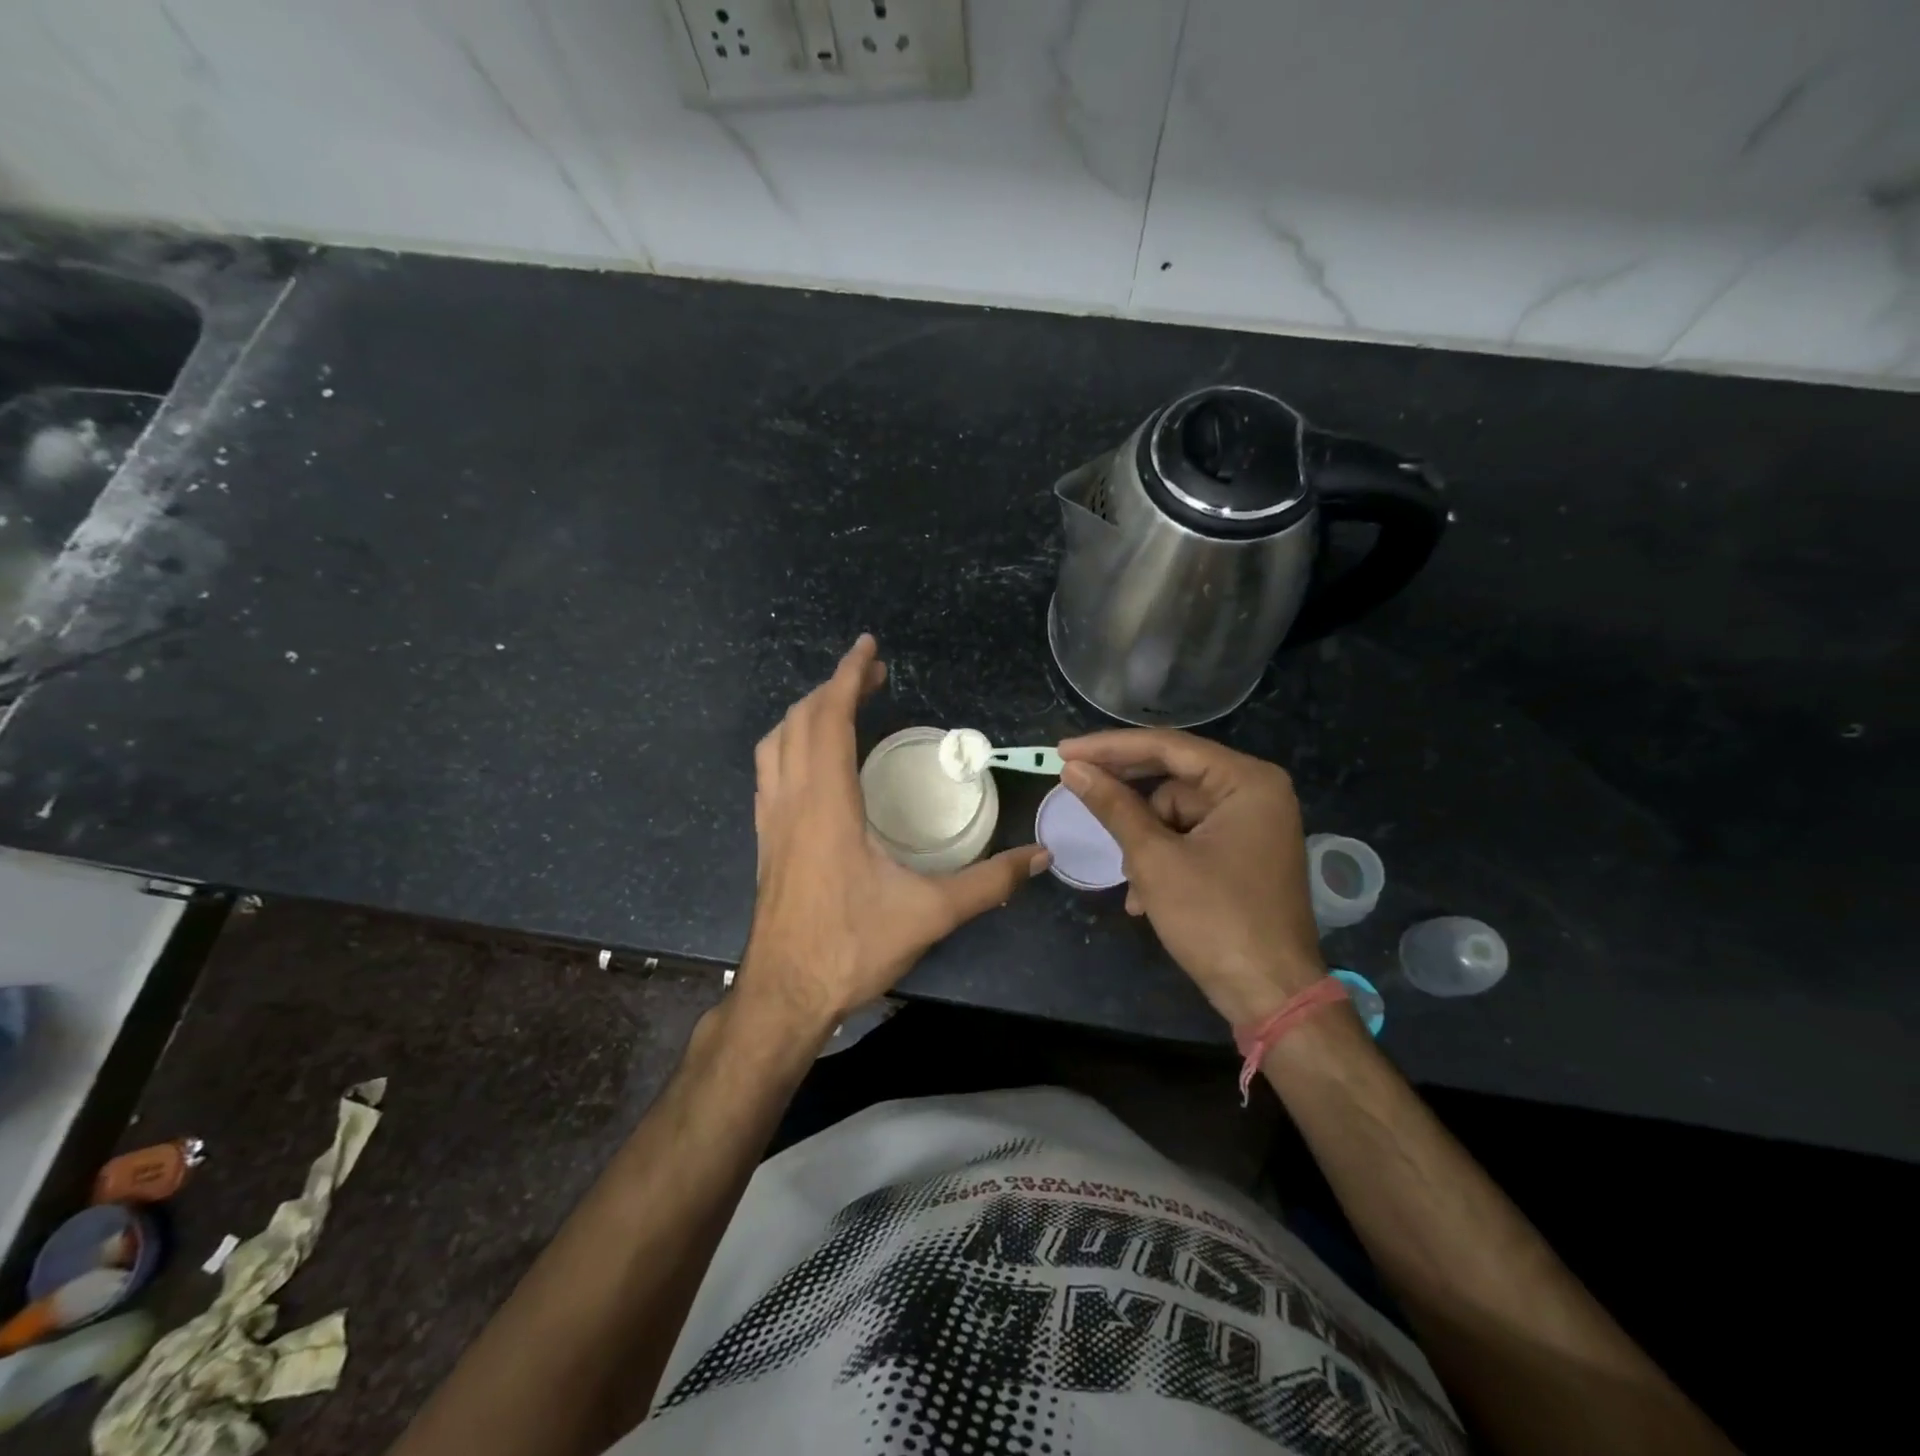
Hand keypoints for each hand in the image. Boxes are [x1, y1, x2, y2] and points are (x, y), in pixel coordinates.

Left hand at [741, 635, 1048, 1036]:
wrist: (784, 995)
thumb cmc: (851, 948)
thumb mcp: (930, 914)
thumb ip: (989, 883)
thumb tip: (1041, 857)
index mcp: (827, 804)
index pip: (830, 719)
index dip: (849, 677)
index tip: (869, 648)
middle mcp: (792, 800)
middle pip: (800, 721)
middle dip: (834, 687)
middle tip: (872, 674)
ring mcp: (771, 820)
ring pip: (775, 743)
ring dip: (806, 713)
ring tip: (840, 705)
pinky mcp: (765, 839)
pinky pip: (769, 771)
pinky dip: (789, 744)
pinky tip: (812, 758)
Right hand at [1058, 729, 1322, 1025]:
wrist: (1271, 996)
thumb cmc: (1215, 919)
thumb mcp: (1155, 859)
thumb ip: (1114, 806)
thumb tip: (1073, 769)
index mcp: (1246, 781)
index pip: (1167, 747)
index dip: (1109, 748)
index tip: (1063, 750)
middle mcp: (1255, 792)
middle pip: (1172, 779)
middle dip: (1127, 800)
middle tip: (1074, 790)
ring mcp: (1253, 825)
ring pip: (1176, 815)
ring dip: (1145, 845)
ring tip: (1131, 883)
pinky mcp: (1244, 854)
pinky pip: (1191, 839)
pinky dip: (1164, 861)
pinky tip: (1145, 898)